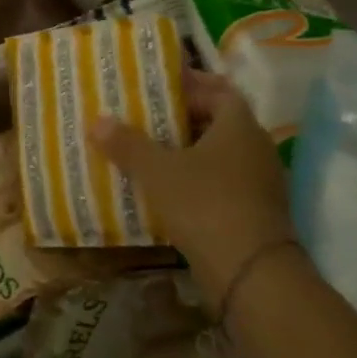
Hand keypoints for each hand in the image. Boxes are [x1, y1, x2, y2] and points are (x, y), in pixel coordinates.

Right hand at [91, 70, 291, 307]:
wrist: (251, 274)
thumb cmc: (205, 204)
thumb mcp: (156, 170)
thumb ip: (127, 143)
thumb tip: (98, 120)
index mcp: (239, 127)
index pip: (220, 90)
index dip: (191, 84)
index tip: (159, 84)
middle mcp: (255, 149)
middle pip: (218, 121)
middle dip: (182, 116)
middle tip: (143, 114)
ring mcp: (258, 182)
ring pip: (218, 153)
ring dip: (186, 149)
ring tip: (146, 148)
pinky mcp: (253, 211)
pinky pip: (220, 181)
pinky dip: (194, 177)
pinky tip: (163, 186)